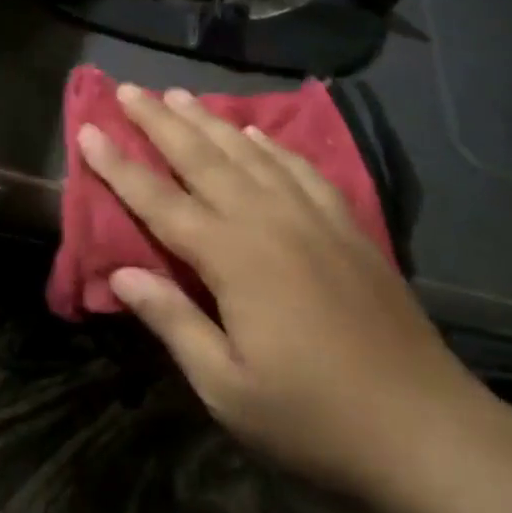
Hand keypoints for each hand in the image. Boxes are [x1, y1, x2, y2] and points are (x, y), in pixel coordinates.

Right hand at [77, 85, 487, 503]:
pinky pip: (298, 166)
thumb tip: (120, 275)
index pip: (159, 199)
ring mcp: (310, 214)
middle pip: (201, 157)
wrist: (422, 423)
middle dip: (159, 120)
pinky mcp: (345, 222)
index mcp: (231, 256)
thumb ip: (173, 321)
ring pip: (247, 151)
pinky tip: (255, 131)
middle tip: (128, 89)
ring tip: (179, 93)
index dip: (118, 164)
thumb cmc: (313, 416)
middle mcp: (266, 218)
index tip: (89, 129)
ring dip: (208, 120)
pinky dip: (270, 143)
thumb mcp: (228, 388)